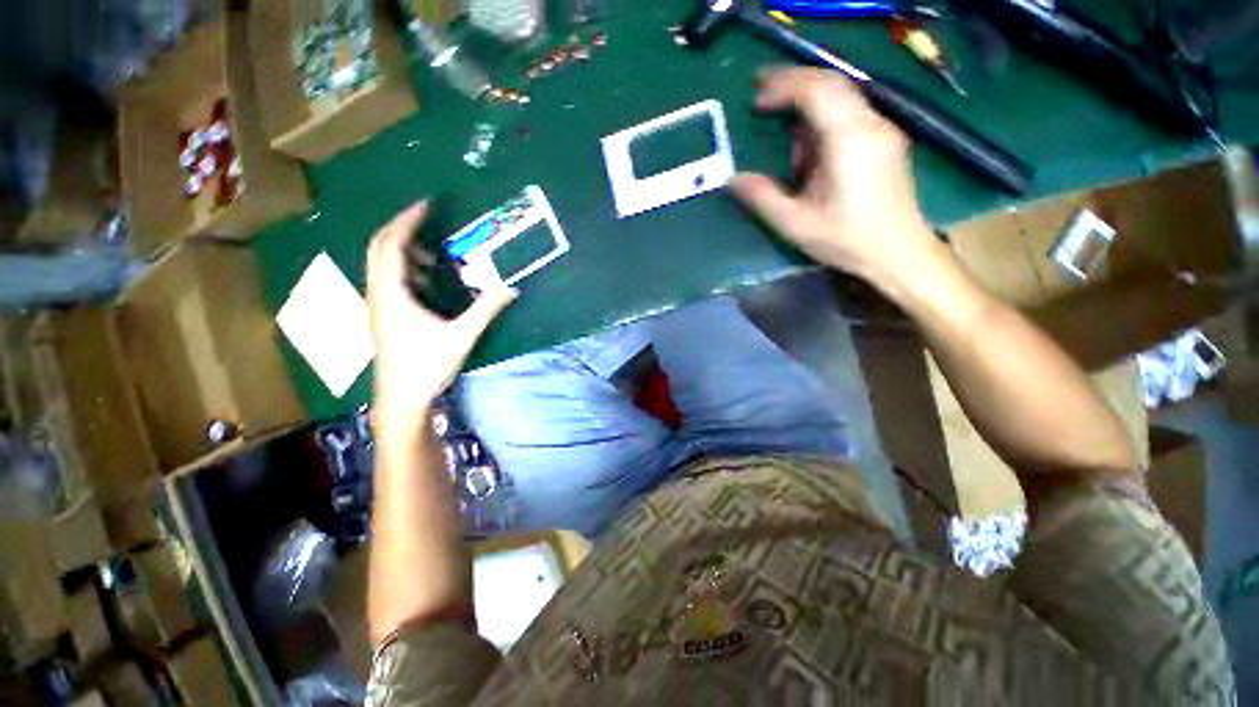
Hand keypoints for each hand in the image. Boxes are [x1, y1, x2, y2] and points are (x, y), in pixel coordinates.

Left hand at [366, 202, 515, 435]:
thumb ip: (487, 308)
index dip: (407, 221)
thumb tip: (511, 286)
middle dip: (401, 228)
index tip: (426, 205)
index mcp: (392, 293)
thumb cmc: (427, 366)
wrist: (401, 398)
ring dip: (402, 249)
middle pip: (379, 248)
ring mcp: (377, 306)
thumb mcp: (462, 336)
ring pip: (380, 264)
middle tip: (426, 218)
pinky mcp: (382, 316)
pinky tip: (426, 280)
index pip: (391, 245)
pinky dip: (404, 269)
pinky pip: (387, 280)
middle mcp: (377, 294)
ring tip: (431, 250)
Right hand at [730, 67, 938, 282]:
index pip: (814, 90)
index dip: (782, 88)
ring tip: (786, 137)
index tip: (756, 101)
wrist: (898, 252)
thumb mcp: (795, 224)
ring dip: (809, 105)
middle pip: (831, 82)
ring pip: (842, 96)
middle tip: (762, 90)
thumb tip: (733, 179)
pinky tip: (812, 149)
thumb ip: (762, 198)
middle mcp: (870, 123)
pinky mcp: (887, 140)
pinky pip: (851, 113)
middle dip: (793, 82)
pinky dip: (825, 118)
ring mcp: (883, 129)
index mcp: (848, 139)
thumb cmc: (846, 239)